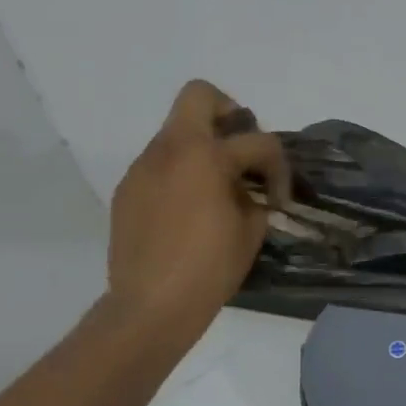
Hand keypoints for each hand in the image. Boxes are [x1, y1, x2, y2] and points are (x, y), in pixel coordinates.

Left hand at [106, 81, 290, 341]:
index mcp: (206, 155)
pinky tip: (186, 210)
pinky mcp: (127, 190)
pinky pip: (159, 164)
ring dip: (201, 148)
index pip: (257, 140)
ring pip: (176, 132)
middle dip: (228, 113)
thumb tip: (248, 186)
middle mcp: (170, 149)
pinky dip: (179, 173)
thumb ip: (254, 193)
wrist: (149, 308)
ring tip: (215, 188)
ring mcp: (143, 167)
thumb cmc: (209, 268)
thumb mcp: (251, 228)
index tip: (277, 198)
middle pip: (199, 96)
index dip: (278, 166)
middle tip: (240, 150)